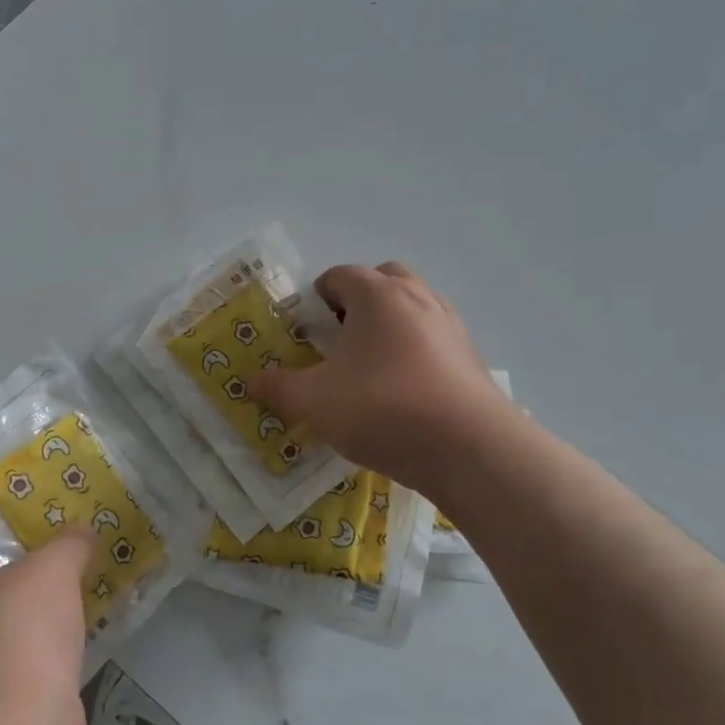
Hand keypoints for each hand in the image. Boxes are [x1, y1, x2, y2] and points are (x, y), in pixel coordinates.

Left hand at [0, 527, 93, 724]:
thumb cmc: (16, 635)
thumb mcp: (51, 569)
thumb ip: (68, 543)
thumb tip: (83, 533)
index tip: (32, 517)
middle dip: (23, 565)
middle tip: (64, 544)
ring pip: (1, 621)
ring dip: (36, 608)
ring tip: (80, 579)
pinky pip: (18, 656)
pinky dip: (43, 644)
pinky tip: (81, 627)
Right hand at [253, 261, 514, 494]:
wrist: (470, 449)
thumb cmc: (383, 408)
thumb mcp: (314, 401)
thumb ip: (279, 388)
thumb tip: (253, 381)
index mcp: (377, 294)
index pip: (339, 275)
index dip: (315, 299)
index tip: (304, 333)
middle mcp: (418, 297)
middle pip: (382, 281)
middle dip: (357, 303)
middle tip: (339, 341)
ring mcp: (450, 326)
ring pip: (412, 309)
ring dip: (389, 327)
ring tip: (370, 369)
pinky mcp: (471, 358)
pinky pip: (434, 340)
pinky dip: (415, 353)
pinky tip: (403, 393)